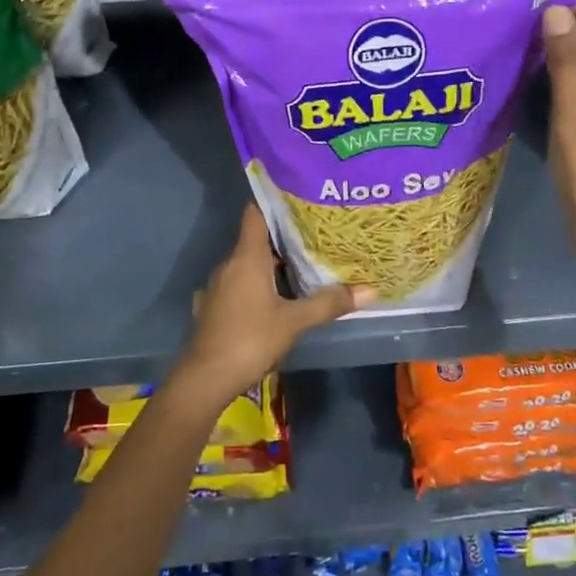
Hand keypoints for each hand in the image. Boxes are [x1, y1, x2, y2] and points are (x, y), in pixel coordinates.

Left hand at [172, 204, 371, 410]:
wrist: (205, 378)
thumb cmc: (250, 339)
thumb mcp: (295, 321)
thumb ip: (329, 303)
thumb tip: (370, 290)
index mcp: (247, 257)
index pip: (256, 212)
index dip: (276, 201)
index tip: (301, 197)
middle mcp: (230, 263)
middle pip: (257, 237)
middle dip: (285, 234)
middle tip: (317, 232)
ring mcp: (220, 285)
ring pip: (249, 262)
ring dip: (274, 261)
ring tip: (305, 261)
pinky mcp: (217, 305)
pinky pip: (242, 281)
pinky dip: (260, 281)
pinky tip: (280, 294)